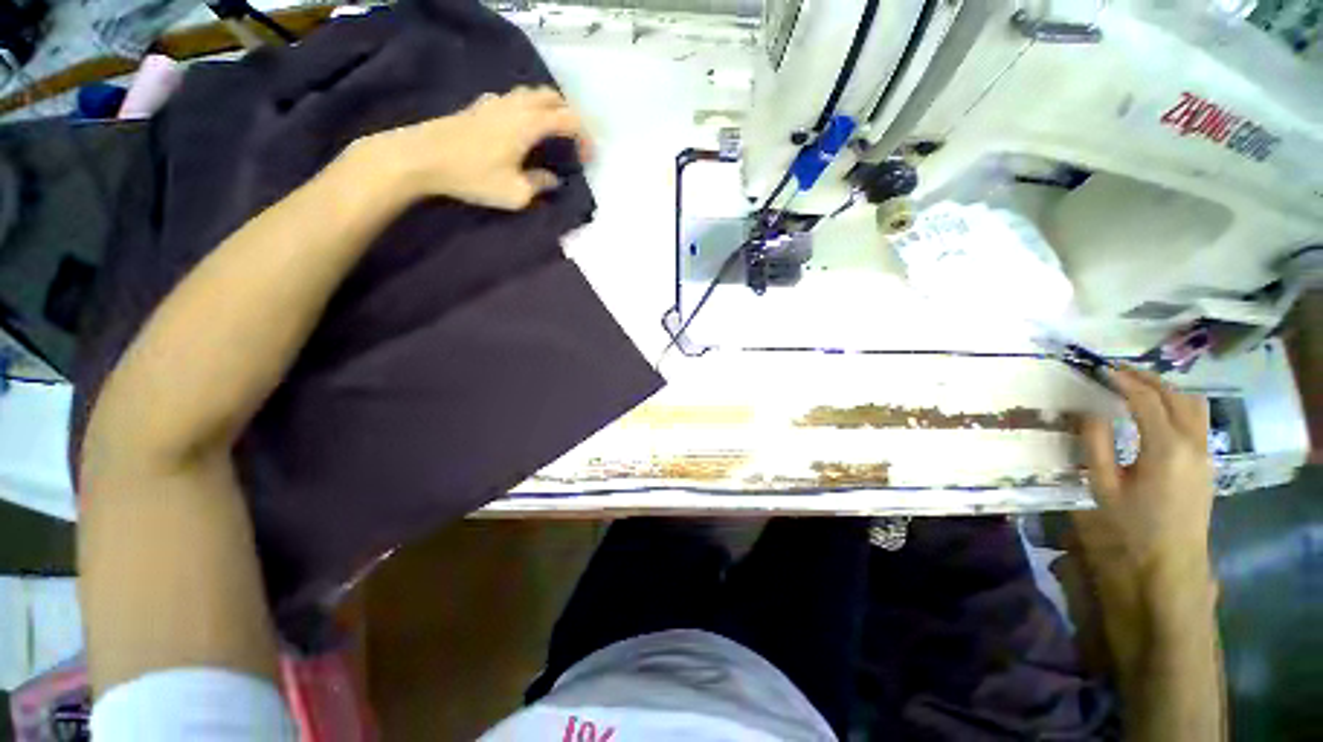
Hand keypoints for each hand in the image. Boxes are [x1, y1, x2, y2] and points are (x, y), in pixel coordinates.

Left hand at [365, 86, 592, 209]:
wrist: (422, 156)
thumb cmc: (473, 176)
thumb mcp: (515, 193)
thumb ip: (539, 184)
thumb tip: (552, 179)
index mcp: (529, 124)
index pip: (568, 120)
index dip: (584, 136)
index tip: (589, 157)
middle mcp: (515, 106)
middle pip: (552, 98)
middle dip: (570, 116)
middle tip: (575, 140)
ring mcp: (495, 102)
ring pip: (531, 94)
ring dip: (549, 108)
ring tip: (553, 131)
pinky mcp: (479, 106)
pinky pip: (513, 99)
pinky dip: (527, 108)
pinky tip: (521, 126)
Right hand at [1076, 368, 1215, 578]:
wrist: (1173, 558)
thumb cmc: (1133, 524)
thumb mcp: (1104, 486)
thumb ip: (1096, 445)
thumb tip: (1090, 413)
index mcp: (1165, 449)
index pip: (1146, 401)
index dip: (1123, 381)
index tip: (1100, 369)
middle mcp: (1191, 443)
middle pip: (1175, 396)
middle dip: (1146, 378)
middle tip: (1117, 371)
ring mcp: (1204, 451)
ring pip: (1193, 404)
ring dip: (1166, 388)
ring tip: (1138, 385)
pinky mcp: (1206, 459)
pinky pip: (1196, 418)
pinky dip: (1176, 403)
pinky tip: (1157, 409)